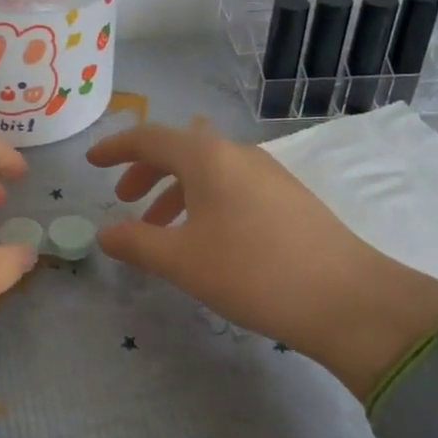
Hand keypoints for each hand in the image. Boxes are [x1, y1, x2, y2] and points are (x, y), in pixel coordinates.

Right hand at [85, 122, 437, 397]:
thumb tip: (104, 234)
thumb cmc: (252, 272)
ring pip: (208, 170)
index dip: (115, 149)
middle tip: (125, 200)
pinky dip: (205, 201)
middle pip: (180, 149)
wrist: (346, 299)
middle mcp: (237, 153)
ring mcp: (268, 173)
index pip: (149, 138)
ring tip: (161, 229)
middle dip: (146, 170)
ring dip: (176, 190)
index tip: (91, 163)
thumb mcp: (182, 261)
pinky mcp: (288, 197)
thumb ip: (136, 243)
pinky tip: (206, 239)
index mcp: (207, 157)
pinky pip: (232, 186)